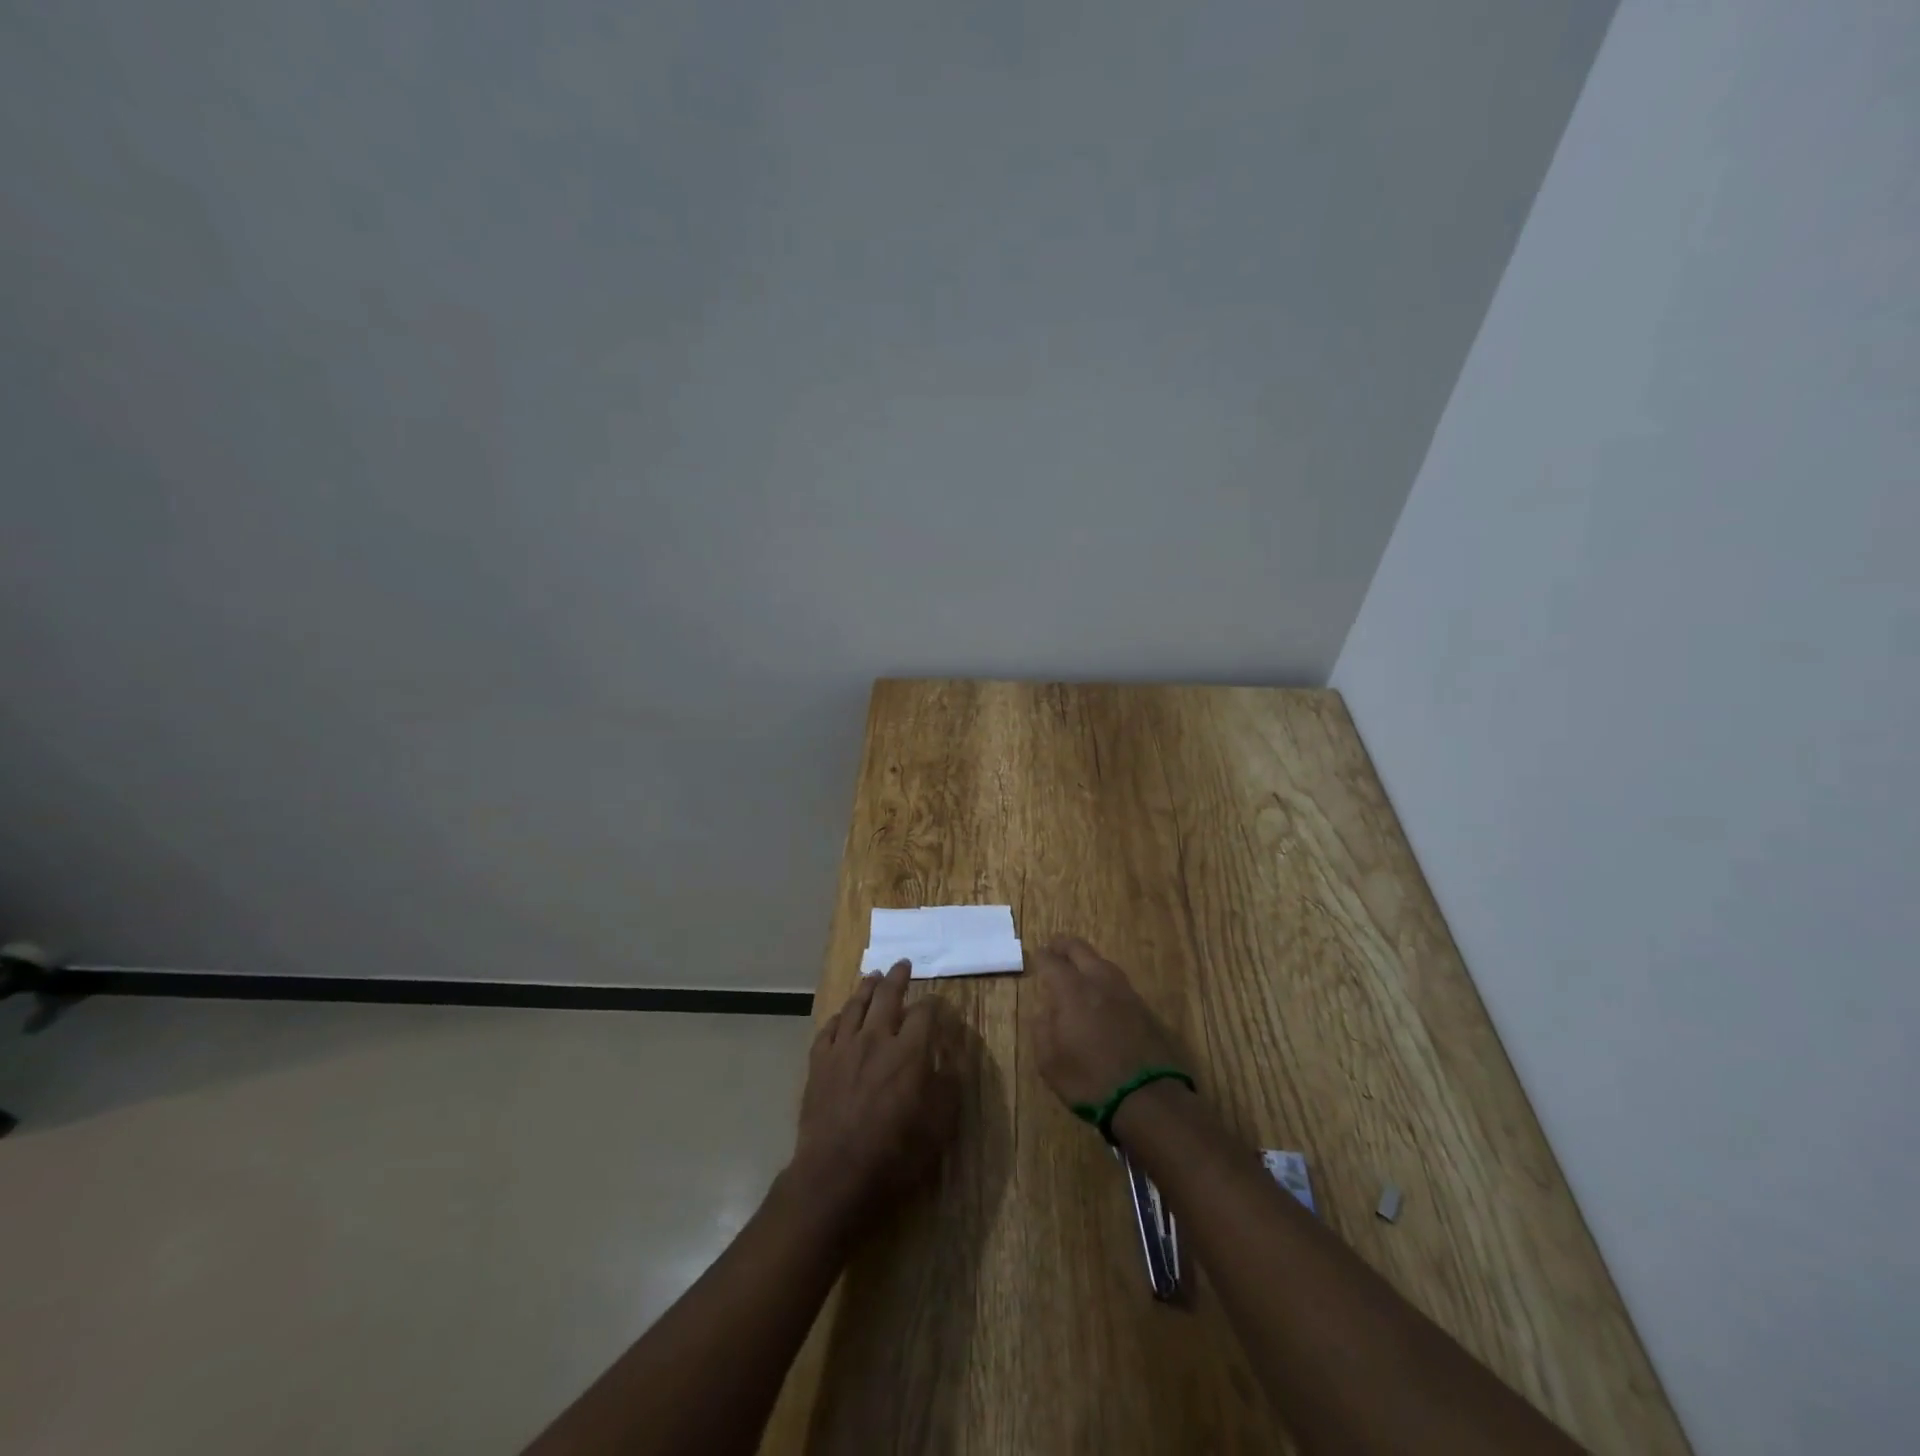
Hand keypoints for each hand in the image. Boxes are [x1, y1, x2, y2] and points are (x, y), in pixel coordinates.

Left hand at [792, 960, 961, 1229]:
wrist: (836, 1174)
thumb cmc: (895, 1153)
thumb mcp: (939, 1124)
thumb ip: (949, 1083)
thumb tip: (952, 1054)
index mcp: (909, 1050)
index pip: (924, 1012)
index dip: (933, 1003)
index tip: (937, 1002)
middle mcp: (876, 1038)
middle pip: (887, 996)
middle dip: (898, 977)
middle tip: (902, 964)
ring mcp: (843, 1048)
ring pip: (855, 1005)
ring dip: (866, 987)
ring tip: (873, 976)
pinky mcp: (819, 1063)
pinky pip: (829, 1029)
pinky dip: (839, 1017)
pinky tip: (842, 1015)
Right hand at [1027, 936, 1187, 1107]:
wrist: (1147, 1097)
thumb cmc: (1089, 1080)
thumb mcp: (1050, 1061)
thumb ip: (1042, 1028)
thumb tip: (1044, 1011)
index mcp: (1072, 990)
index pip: (1052, 961)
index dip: (1042, 957)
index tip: (1036, 956)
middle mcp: (1099, 981)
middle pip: (1080, 949)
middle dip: (1064, 946)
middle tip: (1054, 949)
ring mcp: (1125, 992)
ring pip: (1102, 962)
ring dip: (1087, 961)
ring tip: (1077, 970)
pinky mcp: (1143, 1007)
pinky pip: (1117, 982)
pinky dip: (1103, 980)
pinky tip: (1101, 994)